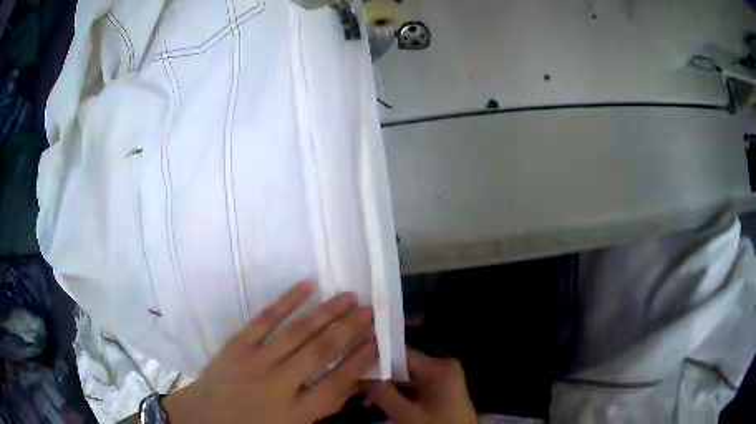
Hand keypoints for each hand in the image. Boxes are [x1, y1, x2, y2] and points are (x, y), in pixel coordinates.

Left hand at [162, 282, 376, 423]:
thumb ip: (321, 407)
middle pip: (321, 352)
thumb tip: (351, 383)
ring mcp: (256, 361)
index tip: (378, 340)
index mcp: (295, 413)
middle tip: (370, 310)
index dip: (360, 360)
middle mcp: (279, 384)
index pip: (337, 384)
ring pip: (298, 332)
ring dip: (326, 312)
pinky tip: (307, 287)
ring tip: (349, 296)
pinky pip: (265, 319)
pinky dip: (287, 302)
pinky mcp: (237, 345)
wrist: (203, 418)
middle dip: (350, 329)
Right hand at [362, 349, 475, 423]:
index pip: (401, 353)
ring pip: (405, 376)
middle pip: (402, 364)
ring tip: (360, 393)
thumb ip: (384, 394)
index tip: (352, 364)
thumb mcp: (408, 415)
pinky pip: (413, 385)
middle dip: (378, 375)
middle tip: (353, 382)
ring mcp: (442, 377)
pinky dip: (396, 393)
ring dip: (385, 386)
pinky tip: (377, 400)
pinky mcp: (440, 389)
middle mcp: (442, 365)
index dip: (376, 358)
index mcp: (439, 367)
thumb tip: (358, 374)